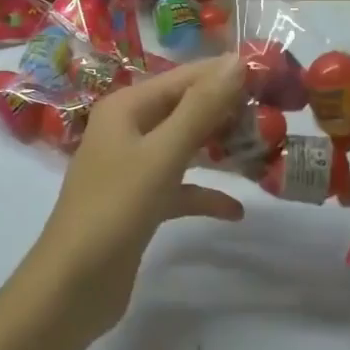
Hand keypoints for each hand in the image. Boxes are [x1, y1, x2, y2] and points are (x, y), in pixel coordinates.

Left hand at [18, 55, 247, 347]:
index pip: (186, 77)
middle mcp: (129, 128)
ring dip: (221, 148)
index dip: (227, 74)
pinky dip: (206, 193)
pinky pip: (180, 187)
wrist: (71, 288)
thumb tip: (237, 61)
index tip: (274, 76)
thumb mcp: (162, 154)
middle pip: (187, 108)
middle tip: (278, 116)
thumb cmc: (115, 210)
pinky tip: (237, 210)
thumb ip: (201, 107)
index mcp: (127, 107)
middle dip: (229, 112)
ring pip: (186, 146)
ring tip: (266, 151)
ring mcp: (133, 167)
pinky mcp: (140, 202)